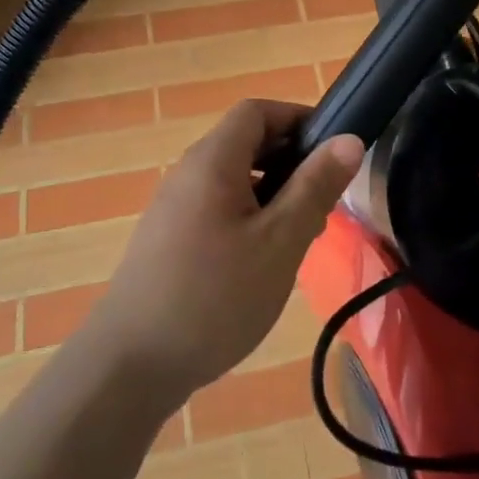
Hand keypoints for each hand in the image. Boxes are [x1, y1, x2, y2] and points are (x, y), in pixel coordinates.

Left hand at [94, 101, 363, 398]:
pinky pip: (218, 208)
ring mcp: (174, 208)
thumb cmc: (214, 296)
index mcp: (212, 161)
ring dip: (273, 193)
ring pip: (234, 180)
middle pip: (245, 143)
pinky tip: (263, 262)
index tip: (333, 149)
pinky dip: (249, 217)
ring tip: (300, 235)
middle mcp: (188, 173)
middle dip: (290, 160)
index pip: (256, 111)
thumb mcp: (279, 241)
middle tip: (323, 200)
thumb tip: (349, 139)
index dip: (297, 118)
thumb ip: (315, 187)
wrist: (130, 366)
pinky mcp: (168, 240)